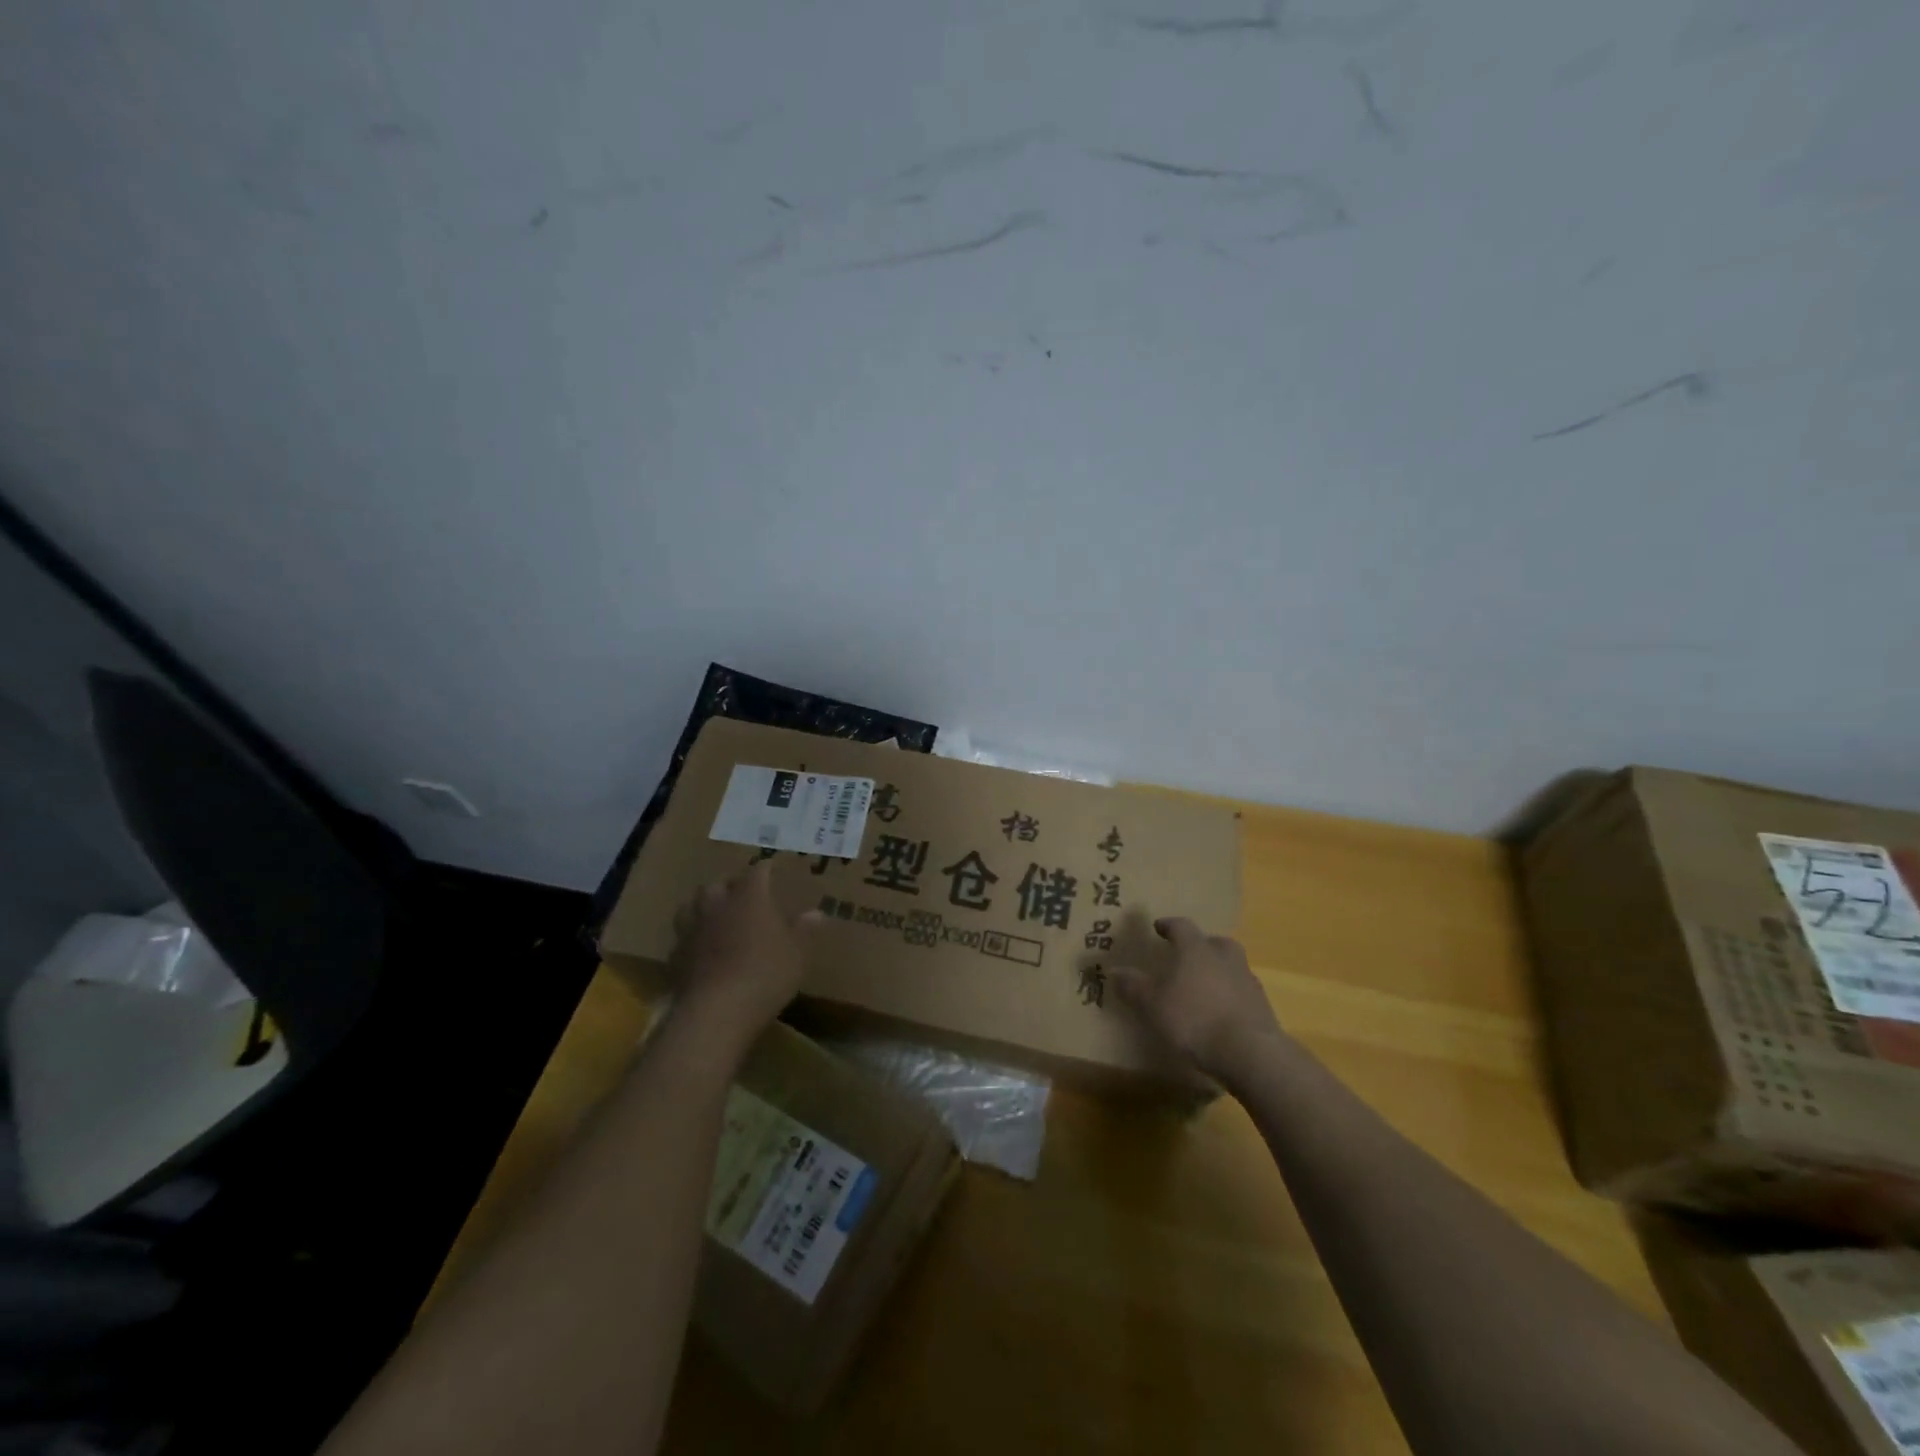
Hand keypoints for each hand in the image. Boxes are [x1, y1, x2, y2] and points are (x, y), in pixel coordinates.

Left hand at [671, 862, 819, 1034]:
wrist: (716, 1011)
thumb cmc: (765, 974)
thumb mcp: (796, 953)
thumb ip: (803, 930)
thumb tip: (815, 913)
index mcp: (749, 897)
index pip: (758, 872)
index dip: (766, 869)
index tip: (772, 867)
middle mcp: (717, 905)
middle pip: (718, 884)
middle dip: (729, 886)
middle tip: (741, 895)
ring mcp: (692, 930)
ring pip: (691, 906)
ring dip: (703, 907)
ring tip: (714, 916)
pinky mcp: (676, 956)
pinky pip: (682, 938)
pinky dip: (692, 939)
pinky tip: (700, 949)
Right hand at [1114, 918, 1284, 1083]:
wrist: (1249, 1052)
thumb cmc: (1194, 1019)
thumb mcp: (1152, 1004)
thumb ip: (1133, 986)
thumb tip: (1114, 970)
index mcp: (1195, 949)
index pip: (1181, 926)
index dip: (1168, 925)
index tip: (1159, 927)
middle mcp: (1224, 956)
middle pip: (1213, 942)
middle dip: (1200, 945)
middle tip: (1187, 955)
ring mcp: (1247, 979)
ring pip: (1231, 965)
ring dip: (1218, 969)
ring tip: (1204, 986)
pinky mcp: (1262, 1005)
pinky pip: (1242, 990)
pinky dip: (1230, 994)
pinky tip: (1221, 1011)